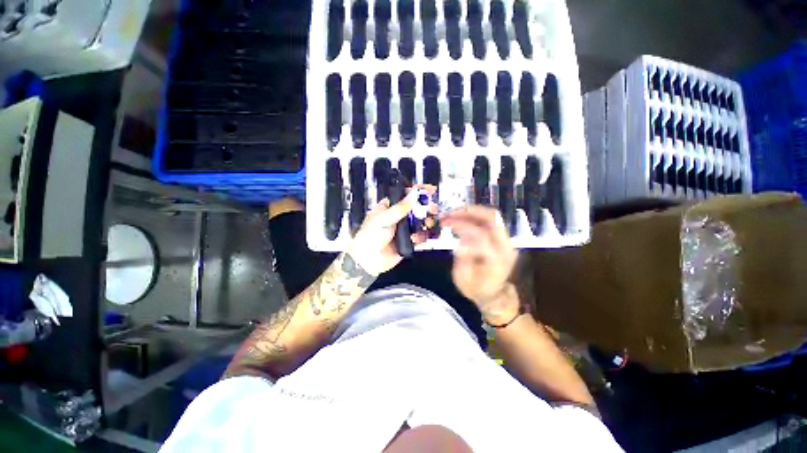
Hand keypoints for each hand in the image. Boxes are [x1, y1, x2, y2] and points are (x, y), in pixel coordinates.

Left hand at [346, 185, 435, 275]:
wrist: (369, 261)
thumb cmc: (369, 237)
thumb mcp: (384, 218)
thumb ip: (401, 207)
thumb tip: (414, 193)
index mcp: (389, 207)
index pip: (405, 195)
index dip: (417, 191)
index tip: (429, 190)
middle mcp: (397, 217)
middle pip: (416, 208)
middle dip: (426, 208)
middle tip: (432, 209)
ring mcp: (404, 229)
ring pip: (420, 222)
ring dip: (426, 222)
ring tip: (426, 224)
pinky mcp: (408, 241)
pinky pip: (420, 236)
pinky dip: (421, 236)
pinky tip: (415, 238)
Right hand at [441, 206, 519, 324]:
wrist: (494, 294)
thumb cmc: (476, 289)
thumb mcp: (463, 280)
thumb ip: (463, 261)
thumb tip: (460, 245)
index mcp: (496, 260)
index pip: (481, 235)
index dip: (462, 227)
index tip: (446, 225)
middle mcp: (505, 247)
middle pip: (492, 219)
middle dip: (468, 211)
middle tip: (450, 212)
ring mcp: (506, 242)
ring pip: (492, 216)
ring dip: (471, 212)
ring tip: (452, 213)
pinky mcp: (502, 239)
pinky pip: (489, 221)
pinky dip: (474, 217)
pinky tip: (460, 219)